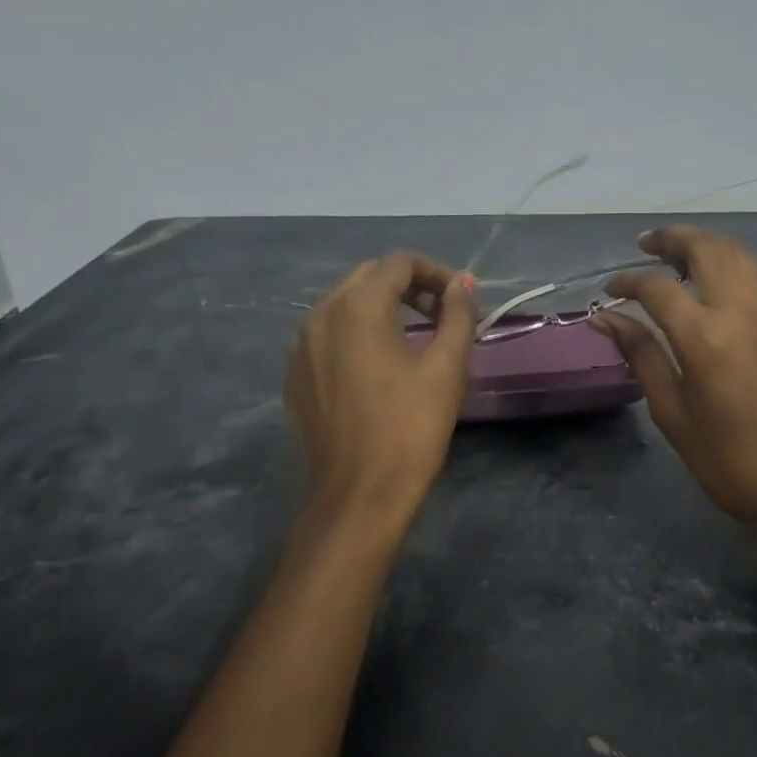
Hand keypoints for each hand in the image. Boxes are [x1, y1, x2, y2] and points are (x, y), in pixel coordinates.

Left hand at [284, 253, 475, 511]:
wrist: (360, 494)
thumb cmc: (410, 428)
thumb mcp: (446, 367)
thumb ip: (457, 315)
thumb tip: (462, 282)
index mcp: (356, 307)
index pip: (399, 263)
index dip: (436, 272)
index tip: (460, 299)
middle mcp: (319, 315)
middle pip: (368, 278)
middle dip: (408, 287)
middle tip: (441, 315)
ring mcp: (299, 346)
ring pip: (344, 305)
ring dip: (381, 308)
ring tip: (412, 338)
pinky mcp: (294, 375)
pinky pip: (326, 336)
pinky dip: (355, 335)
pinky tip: (376, 367)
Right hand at [592, 226, 756, 553]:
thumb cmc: (728, 461)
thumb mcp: (672, 412)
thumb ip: (640, 355)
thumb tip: (606, 318)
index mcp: (706, 339)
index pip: (657, 288)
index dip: (628, 281)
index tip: (609, 290)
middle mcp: (743, 313)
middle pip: (707, 249)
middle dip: (672, 239)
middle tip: (645, 245)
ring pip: (739, 255)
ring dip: (705, 245)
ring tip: (676, 256)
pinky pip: (756, 280)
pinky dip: (728, 268)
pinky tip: (711, 289)